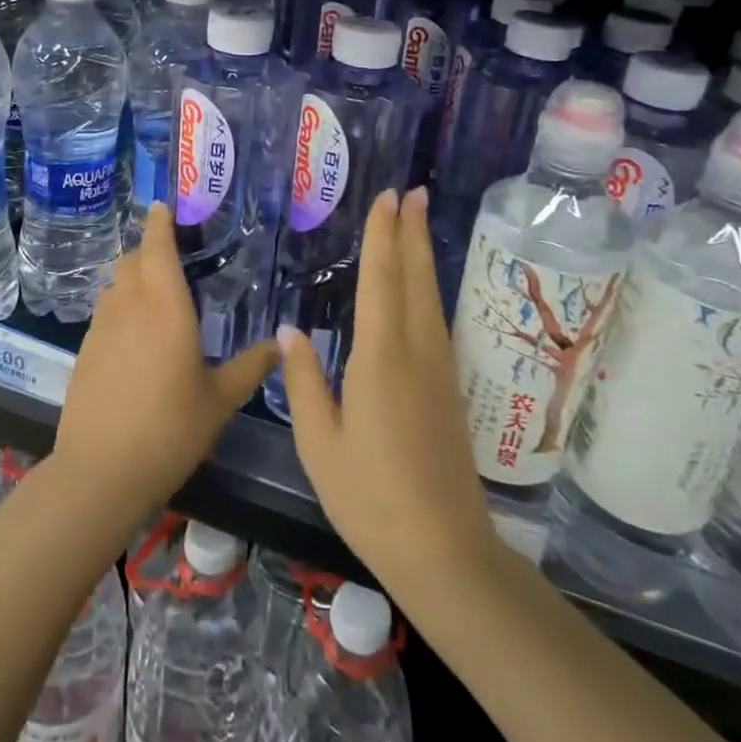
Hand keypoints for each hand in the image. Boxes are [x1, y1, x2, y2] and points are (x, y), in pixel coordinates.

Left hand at [51, 204, 277, 521]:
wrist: (101, 470)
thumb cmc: (170, 430)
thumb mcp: (220, 400)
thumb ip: (251, 366)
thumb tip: (283, 343)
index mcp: (165, 307)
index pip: (157, 247)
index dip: (159, 222)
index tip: (163, 205)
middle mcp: (129, 306)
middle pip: (131, 259)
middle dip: (147, 248)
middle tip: (171, 253)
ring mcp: (101, 327)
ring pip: (114, 284)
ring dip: (131, 277)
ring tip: (153, 291)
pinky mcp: (84, 350)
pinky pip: (104, 312)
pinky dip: (119, 306)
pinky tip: (133, 333)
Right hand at [279, 188, 500, 602]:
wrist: (444, 550)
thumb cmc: (370, 498)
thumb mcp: (320, 443)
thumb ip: (305, 382)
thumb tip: (291, 332)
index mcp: (381, 358)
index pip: (382, 281)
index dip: (383, 236)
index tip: (386, 198)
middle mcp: (417, 352)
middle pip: (415, 278)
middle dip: (411, 232)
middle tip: (411, 191)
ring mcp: (440, 369)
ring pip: (431, 296)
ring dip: (422, 254)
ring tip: (417, 222)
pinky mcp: (449, 388)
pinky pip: (436, 319)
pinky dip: (427, 287)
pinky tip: (422, 286)